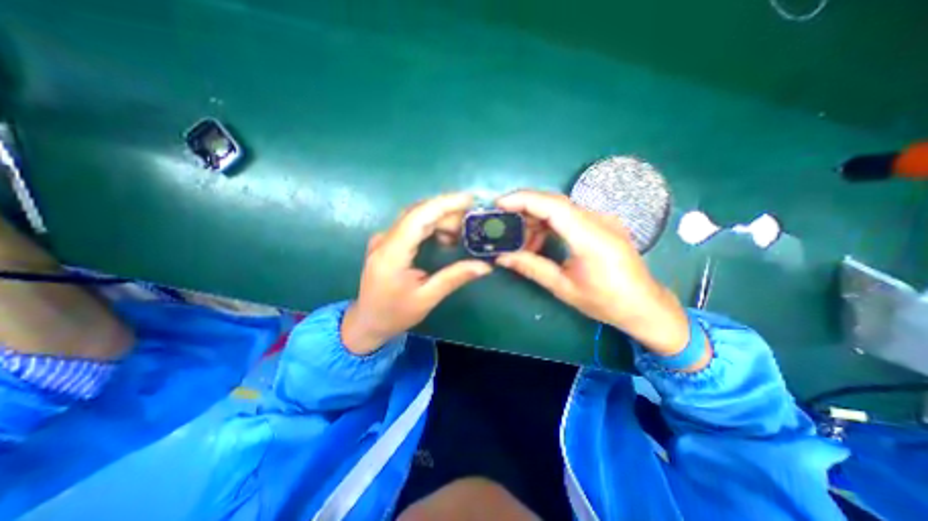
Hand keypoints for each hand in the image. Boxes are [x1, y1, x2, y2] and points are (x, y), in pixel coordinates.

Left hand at [343, 193, 491, 356]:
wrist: (367, 321)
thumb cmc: (395, 314)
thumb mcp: (427, 298)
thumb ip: (454, 278)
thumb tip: (484, 266)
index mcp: (391, 254)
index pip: (418, 217)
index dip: (444, 204)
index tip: (469, 199)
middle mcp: (384, 239)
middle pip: (418, 212)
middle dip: (447, 211)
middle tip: (472, 221)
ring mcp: (383, 238)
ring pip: (415, 216)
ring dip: (441, 218)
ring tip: (462, 231)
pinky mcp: (387, 241)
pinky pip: (412, 224)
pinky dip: (432, 225)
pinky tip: (446, 236)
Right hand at [496, 190, 699, 360]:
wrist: (644, 305)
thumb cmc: (606, 301)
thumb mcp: (564, 287)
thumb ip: (532, 267)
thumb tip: (502, 257)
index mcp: (591, 238)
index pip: (553, 206)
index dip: (523, 200)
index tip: (499, 203)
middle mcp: (599, 220)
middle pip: (555, 202)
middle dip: (524, 208)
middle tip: (502, 222)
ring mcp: (603, 219)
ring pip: (561, 208)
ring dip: (536, 219)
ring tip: (521, 241)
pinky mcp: (602, 223)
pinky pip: (570, 215)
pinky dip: (549, 224)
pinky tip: (540, 241)